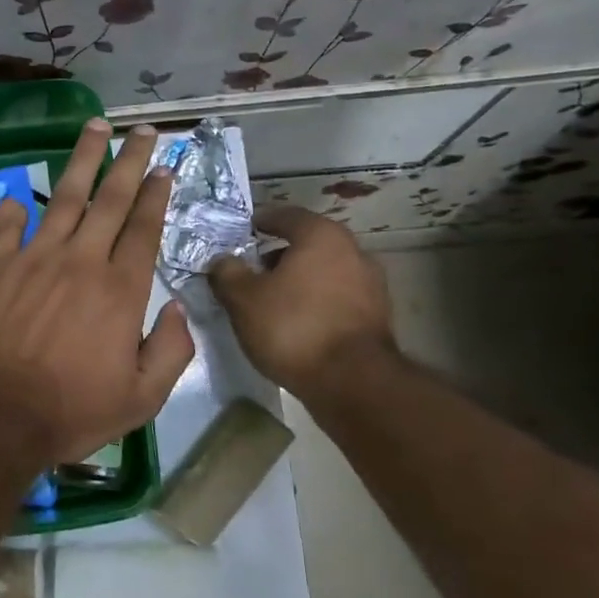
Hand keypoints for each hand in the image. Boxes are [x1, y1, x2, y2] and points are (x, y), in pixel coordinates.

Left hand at [0, 120, 195, 466]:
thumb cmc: (73, 410)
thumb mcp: (142, 397)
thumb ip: (170, 350)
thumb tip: (178, 309)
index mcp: (120, 290)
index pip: (143, 229)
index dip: (155, 195)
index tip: (164, 168)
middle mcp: (81, 262)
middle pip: (111, 200)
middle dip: (129, 161)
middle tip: (142, 130)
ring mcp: (35, 259)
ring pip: (64, 198)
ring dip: (82, 161)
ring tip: (95, 128)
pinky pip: (7, 229)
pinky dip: (15, 211)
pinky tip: (20, 197)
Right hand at [207, 205, 393, 395]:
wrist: (353, 382)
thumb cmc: (293, 327)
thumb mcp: (243, 299)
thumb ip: (227, 273)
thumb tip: (222, 261)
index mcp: (321, 235)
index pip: (285, 215)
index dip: (260, 221)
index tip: (242, 232)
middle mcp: (352, 250)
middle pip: (307, 244)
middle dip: (278, 255)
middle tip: (251, 270)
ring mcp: (371, 284)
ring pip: (324, 271)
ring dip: (298, 280)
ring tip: (271, 300)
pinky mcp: (376, 316)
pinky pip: (336, 297)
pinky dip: (315, 301)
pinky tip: (296, 322)